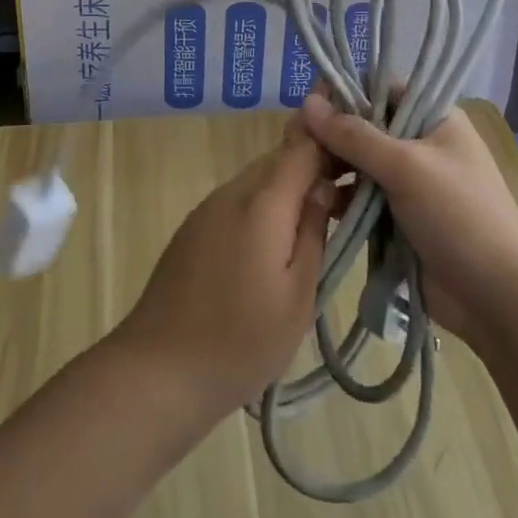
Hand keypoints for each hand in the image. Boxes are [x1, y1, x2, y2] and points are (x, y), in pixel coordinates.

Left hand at [115, 120, 335, 421]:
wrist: (159, 369)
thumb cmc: (241, 341)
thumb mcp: (298, 295)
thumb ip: (313, 233)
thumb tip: (324, 188)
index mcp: (262, 203)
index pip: (302, 148)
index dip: (332, 148)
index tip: (358, 166)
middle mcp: (231, 192)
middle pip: (278, 160)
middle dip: (311, 169)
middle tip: (344, 201)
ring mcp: (207, 208)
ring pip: (256, 180)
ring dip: (286, 190)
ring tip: (313, 225)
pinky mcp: (192, 228)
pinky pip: (236, 201)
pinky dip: (261, 208)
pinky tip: (271, 245)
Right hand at [298, 94, 517, 348]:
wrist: (498, 297)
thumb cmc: (458, 215)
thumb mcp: (406, 166)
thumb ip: (354, 135)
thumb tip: (306, 103)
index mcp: (433, 118)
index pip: (381, 89)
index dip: (346, 92)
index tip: (309, 104)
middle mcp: (420, 143)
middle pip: (365, 126)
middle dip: (332, 134)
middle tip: (296, 143)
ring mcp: (408, 183)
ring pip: (358, 163)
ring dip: (332, 167)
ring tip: (303, 175)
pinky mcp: (397, 218)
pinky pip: (360, 197)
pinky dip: (340, 198)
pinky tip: (317, 202)